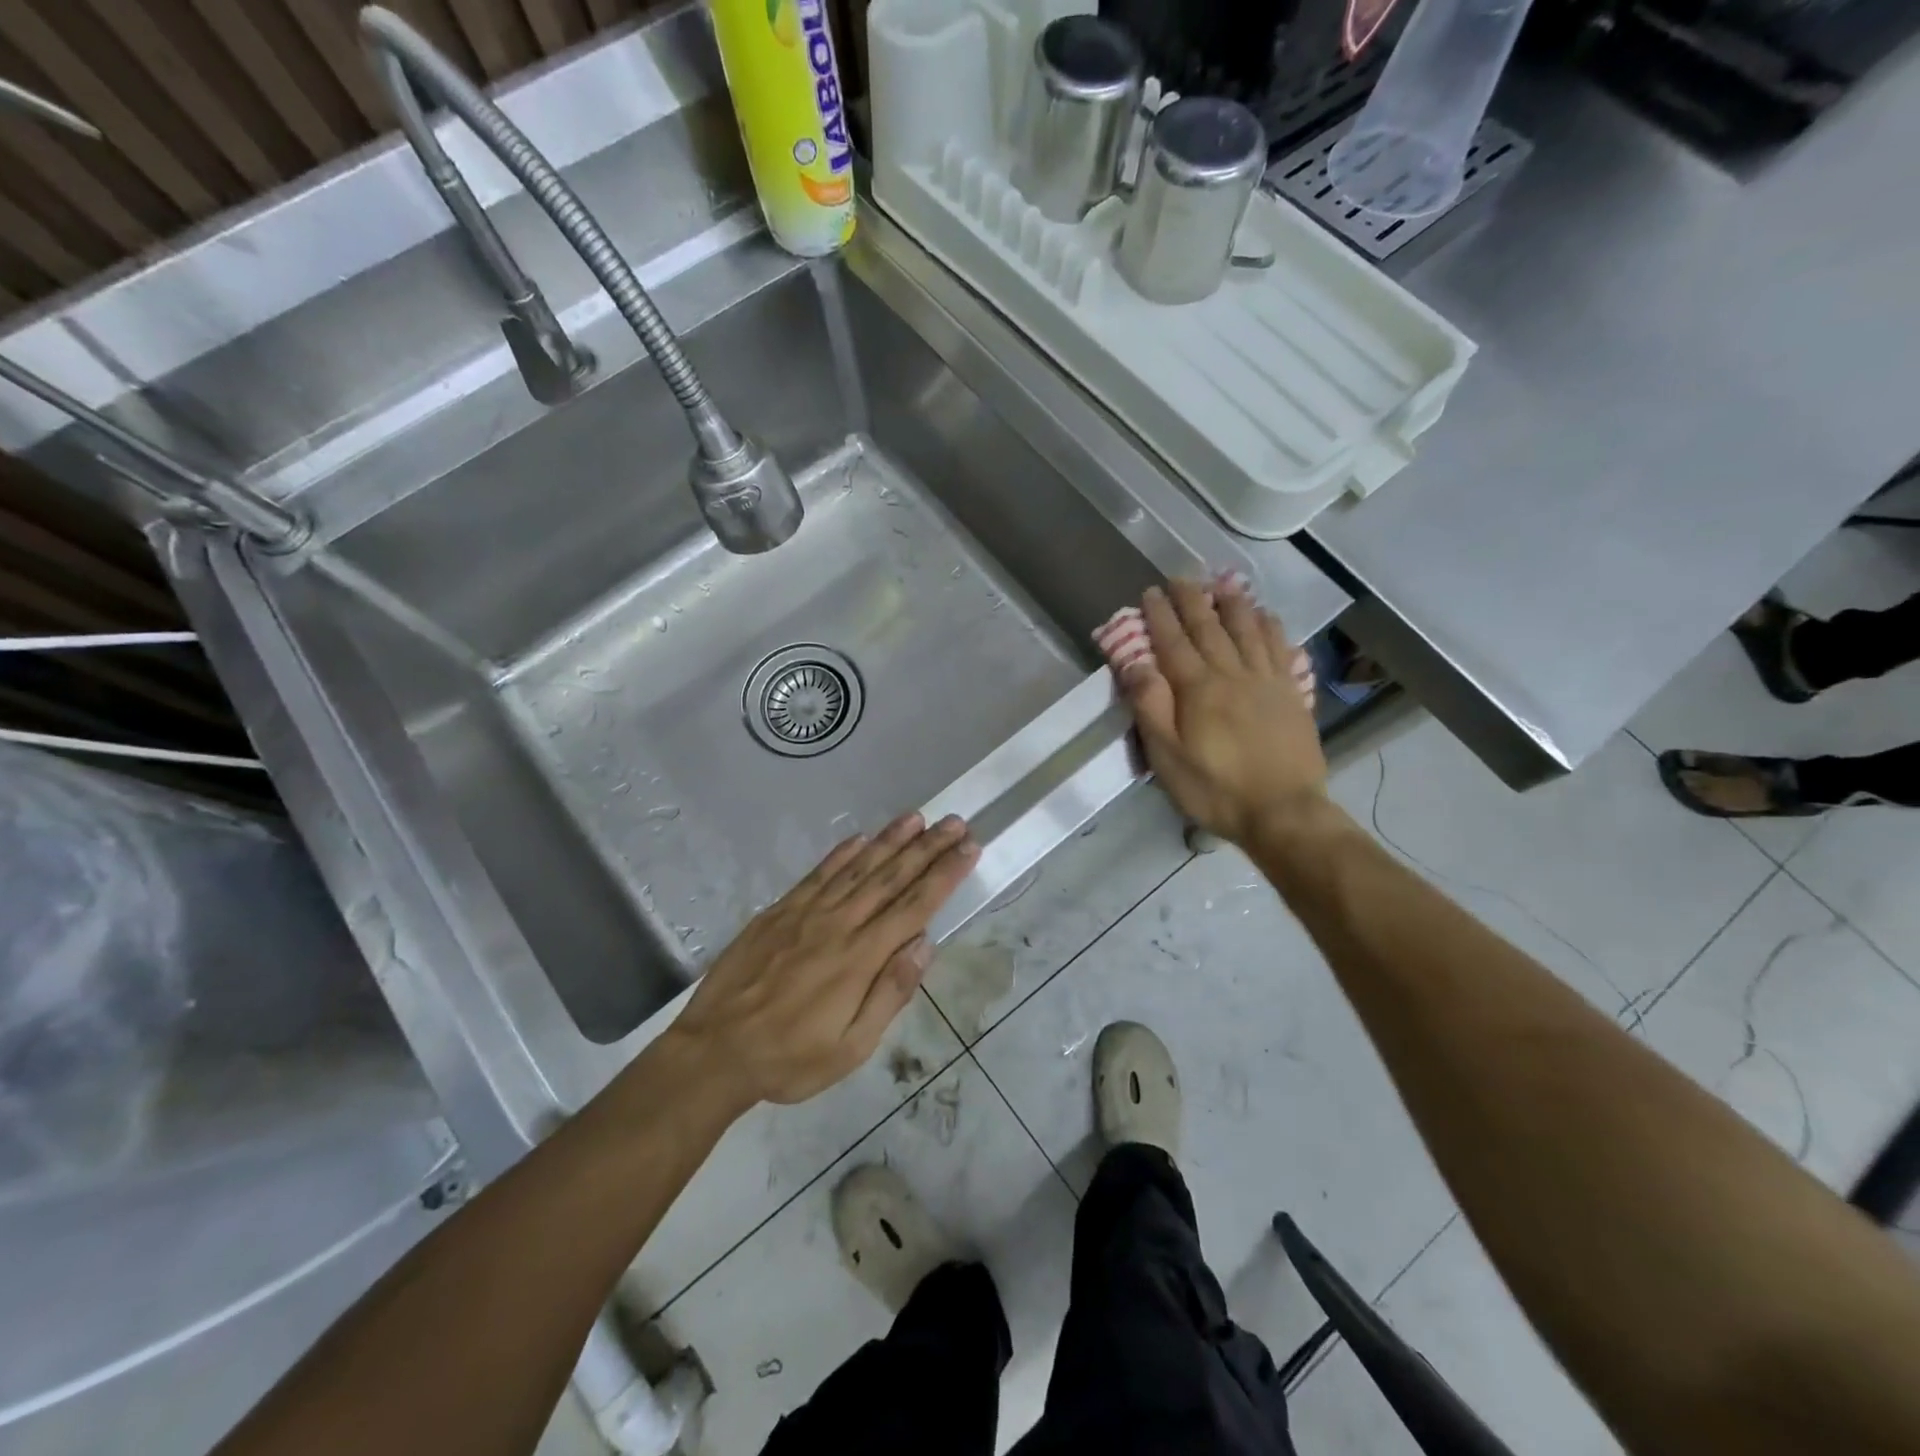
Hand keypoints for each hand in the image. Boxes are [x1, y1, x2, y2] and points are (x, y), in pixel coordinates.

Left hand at [667, 812, 977, 1111]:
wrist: (714, 1051)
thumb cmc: (790, 1058)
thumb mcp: (851, 1048)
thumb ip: (890, 993)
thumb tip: (924, 944)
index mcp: (861, 958)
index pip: (915, 906)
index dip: (945, 875)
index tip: (969, 849)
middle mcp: (838, 924)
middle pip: (891, 877)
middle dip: (927, 848)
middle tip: (955, 823)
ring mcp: (806, 913)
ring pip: (857, 867)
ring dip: (890, 840)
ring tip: (917, 818)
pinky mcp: (779, 911)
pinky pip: (818, 874)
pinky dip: (841, 853)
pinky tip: (859, 838)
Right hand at [1119, 579, 1328, 846]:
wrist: (1283, 812)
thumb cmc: (1215, 789)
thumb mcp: (1167, 757)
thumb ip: (1150, 706)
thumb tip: (1134, 663)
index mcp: (1198, 689)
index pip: (1173, 642)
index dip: (1160, 616)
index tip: (1150, 592)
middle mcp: (1232, 674)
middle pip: (1210, 628)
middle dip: (1192, 600)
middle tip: (1180, 578)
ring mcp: (1266, 681)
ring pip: (1248, 630)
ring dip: (1232, 603)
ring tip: (1222, 583)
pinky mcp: (1290, 694)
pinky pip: (1279, 649)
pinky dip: (1270, 627)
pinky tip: (1265, 616)